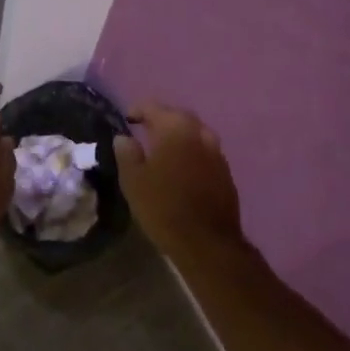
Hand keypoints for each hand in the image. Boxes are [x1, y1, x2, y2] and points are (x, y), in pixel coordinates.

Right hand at [114, 101, 244, 261]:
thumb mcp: (133, 181)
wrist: (208, 243)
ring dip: (178, 134)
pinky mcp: (225, 170)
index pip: (152, 106)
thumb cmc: (164, 207)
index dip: (137, 110)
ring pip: (193, 132)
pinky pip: (204, 150)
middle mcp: (198, 132)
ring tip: (164, 148)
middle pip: (176, 115)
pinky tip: (182, 166)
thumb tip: (124, 137)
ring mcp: (216, 151)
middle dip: (160, 119)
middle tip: (144, 130)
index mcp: (174, 128)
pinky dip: (191, 150)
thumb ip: (126, 153)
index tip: (126, 120)